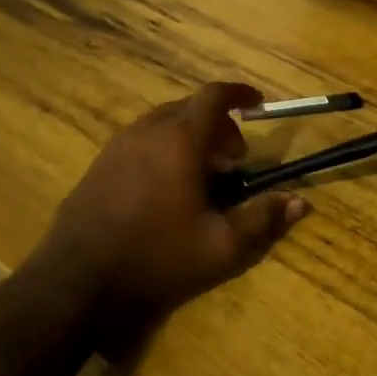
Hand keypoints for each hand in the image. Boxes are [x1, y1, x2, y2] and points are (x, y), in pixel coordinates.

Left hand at [38, 82, 307, 337]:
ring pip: (162, 123)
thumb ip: (262, 220)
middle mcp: (146, 130)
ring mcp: (117, 146)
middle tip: (234, 160)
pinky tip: (166, 188)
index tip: (259, 104)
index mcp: (178, 139)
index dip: (239, 94)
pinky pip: (141, 140)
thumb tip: (300, 202)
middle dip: (218, 125)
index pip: (213, 96)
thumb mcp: (220, 247)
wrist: (76, 280)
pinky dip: (164, 147)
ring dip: (189, 137)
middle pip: (188, 108)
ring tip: (203, 176)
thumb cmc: (155, 258)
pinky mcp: (98, 164)